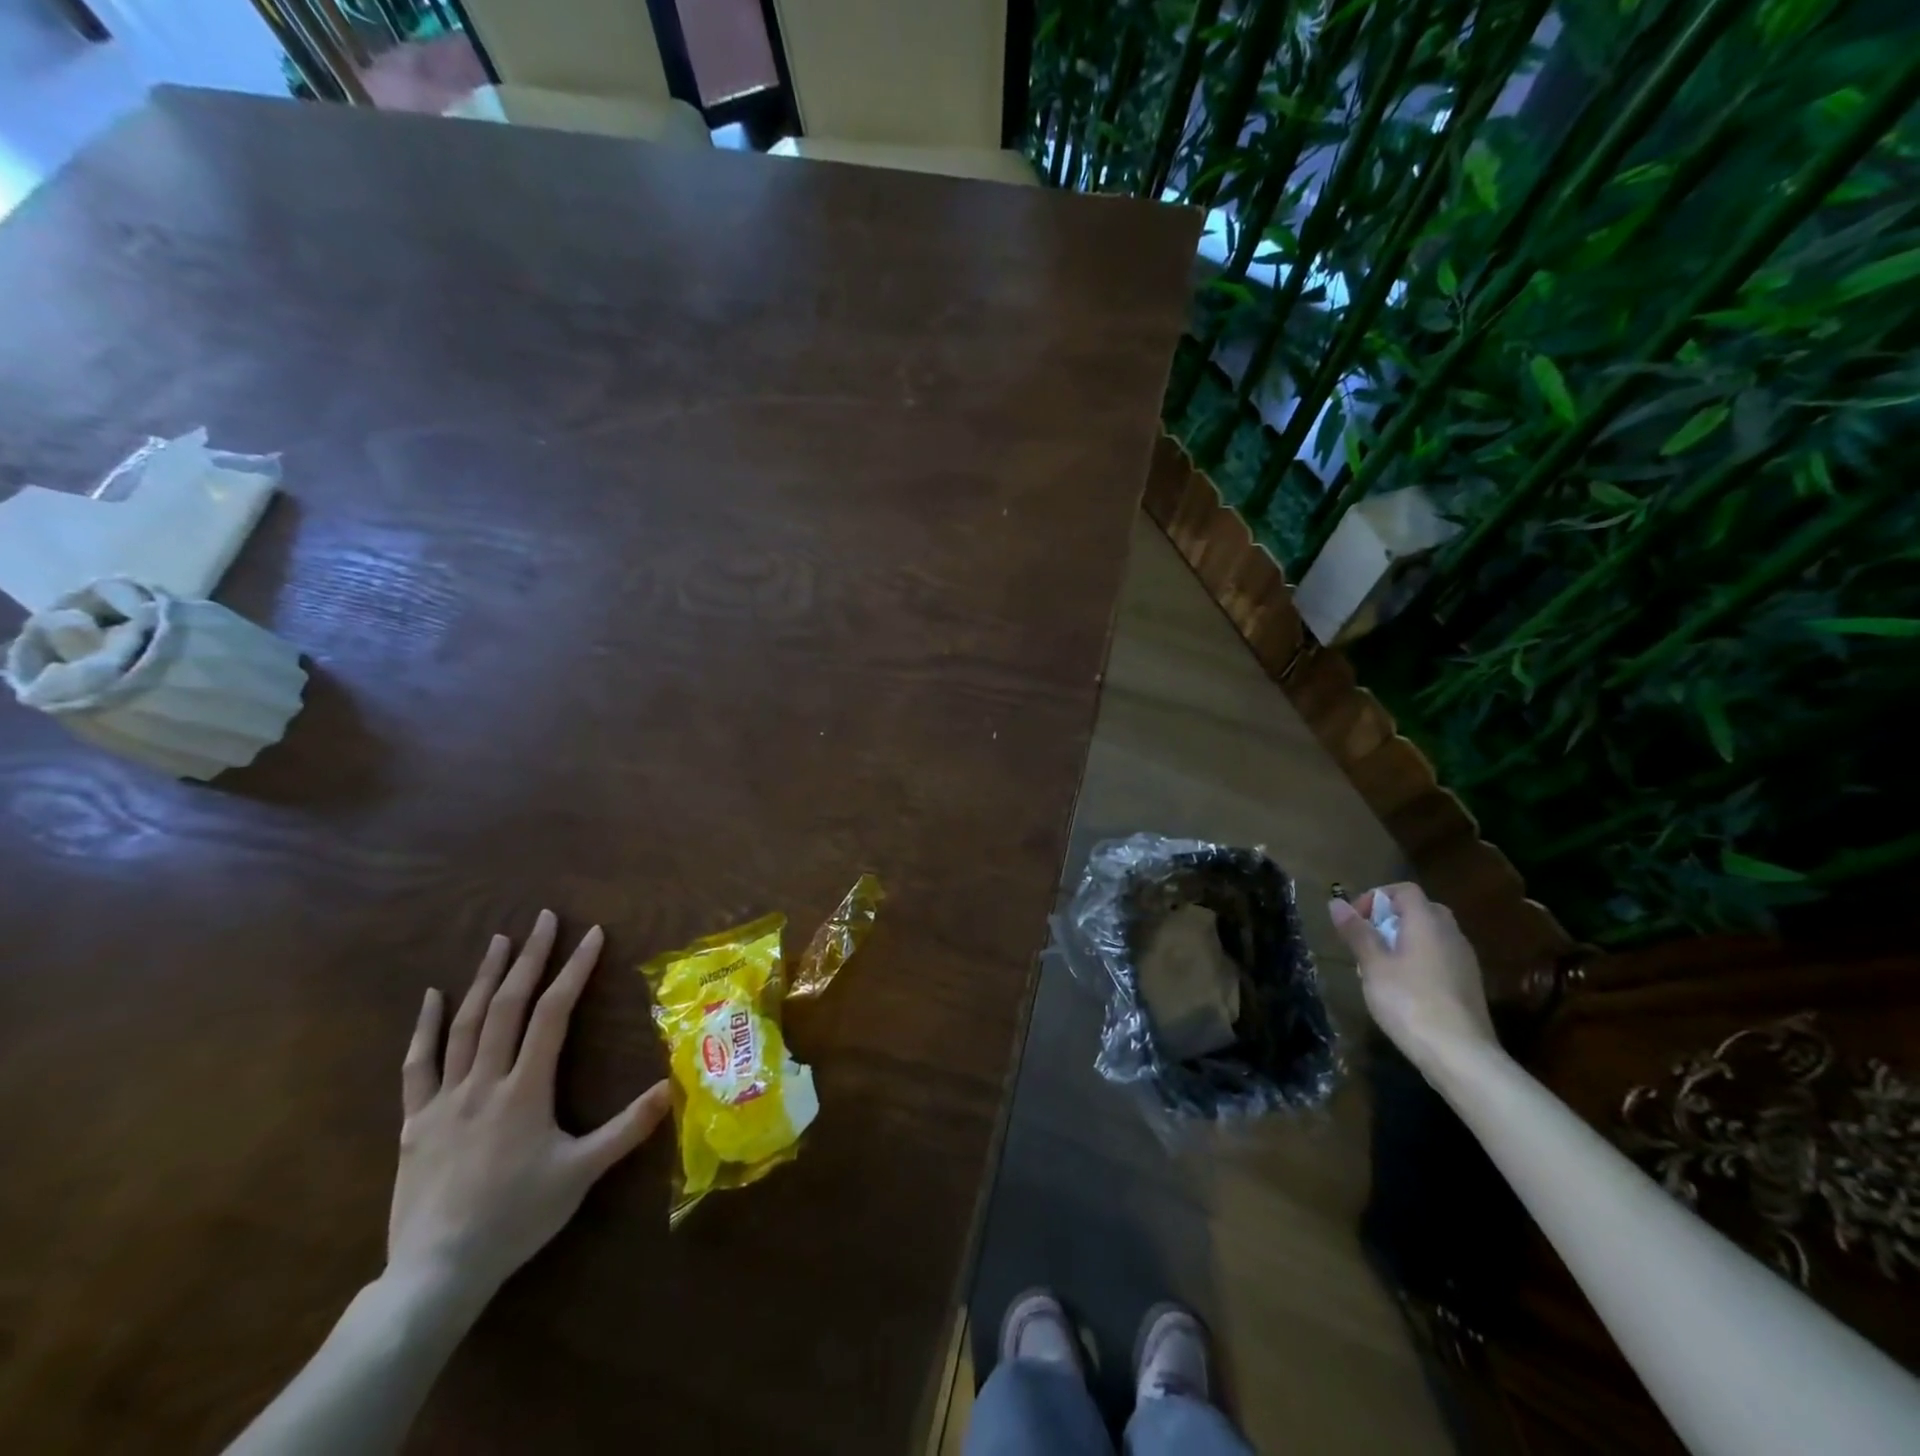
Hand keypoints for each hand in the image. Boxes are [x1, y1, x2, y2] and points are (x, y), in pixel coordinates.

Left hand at [391, 910, 669, 1299]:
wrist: (437, 1271)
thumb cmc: (517, 1217)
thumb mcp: (582, 1174)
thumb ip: (628, 1128)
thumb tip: (673, 1087)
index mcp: (525, 1089)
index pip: (553, 1014)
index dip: (573, 970)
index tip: (591, 935)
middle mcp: (483, 1081)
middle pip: (507, 1006)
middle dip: (530, 958)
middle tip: (545, 919)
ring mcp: (443, 1099)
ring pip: (464, 1025)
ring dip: (484, 978)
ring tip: (500, 940)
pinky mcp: (414, 1121)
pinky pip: (418, 1064)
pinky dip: (425, 1026)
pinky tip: (433, 996)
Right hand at [1329, 883, 1497, 1067]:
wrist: (1460, 1055)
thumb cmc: (1409, 1001)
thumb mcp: (1373, 965)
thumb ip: (1356, 932)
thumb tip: (1336, 902)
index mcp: (1427, 923)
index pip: (1405, 890)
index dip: (1376, 897)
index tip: (1356, 920)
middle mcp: (1451, 934)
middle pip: (1421, 910)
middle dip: (1391, 918)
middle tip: (1368, 940)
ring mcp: (1464, 961)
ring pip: (1432, 935)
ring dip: (1405, 940)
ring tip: (1381, 966)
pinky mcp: (1469, 985)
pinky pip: (1441, 957)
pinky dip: (1420, 960)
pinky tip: (1405, 987)